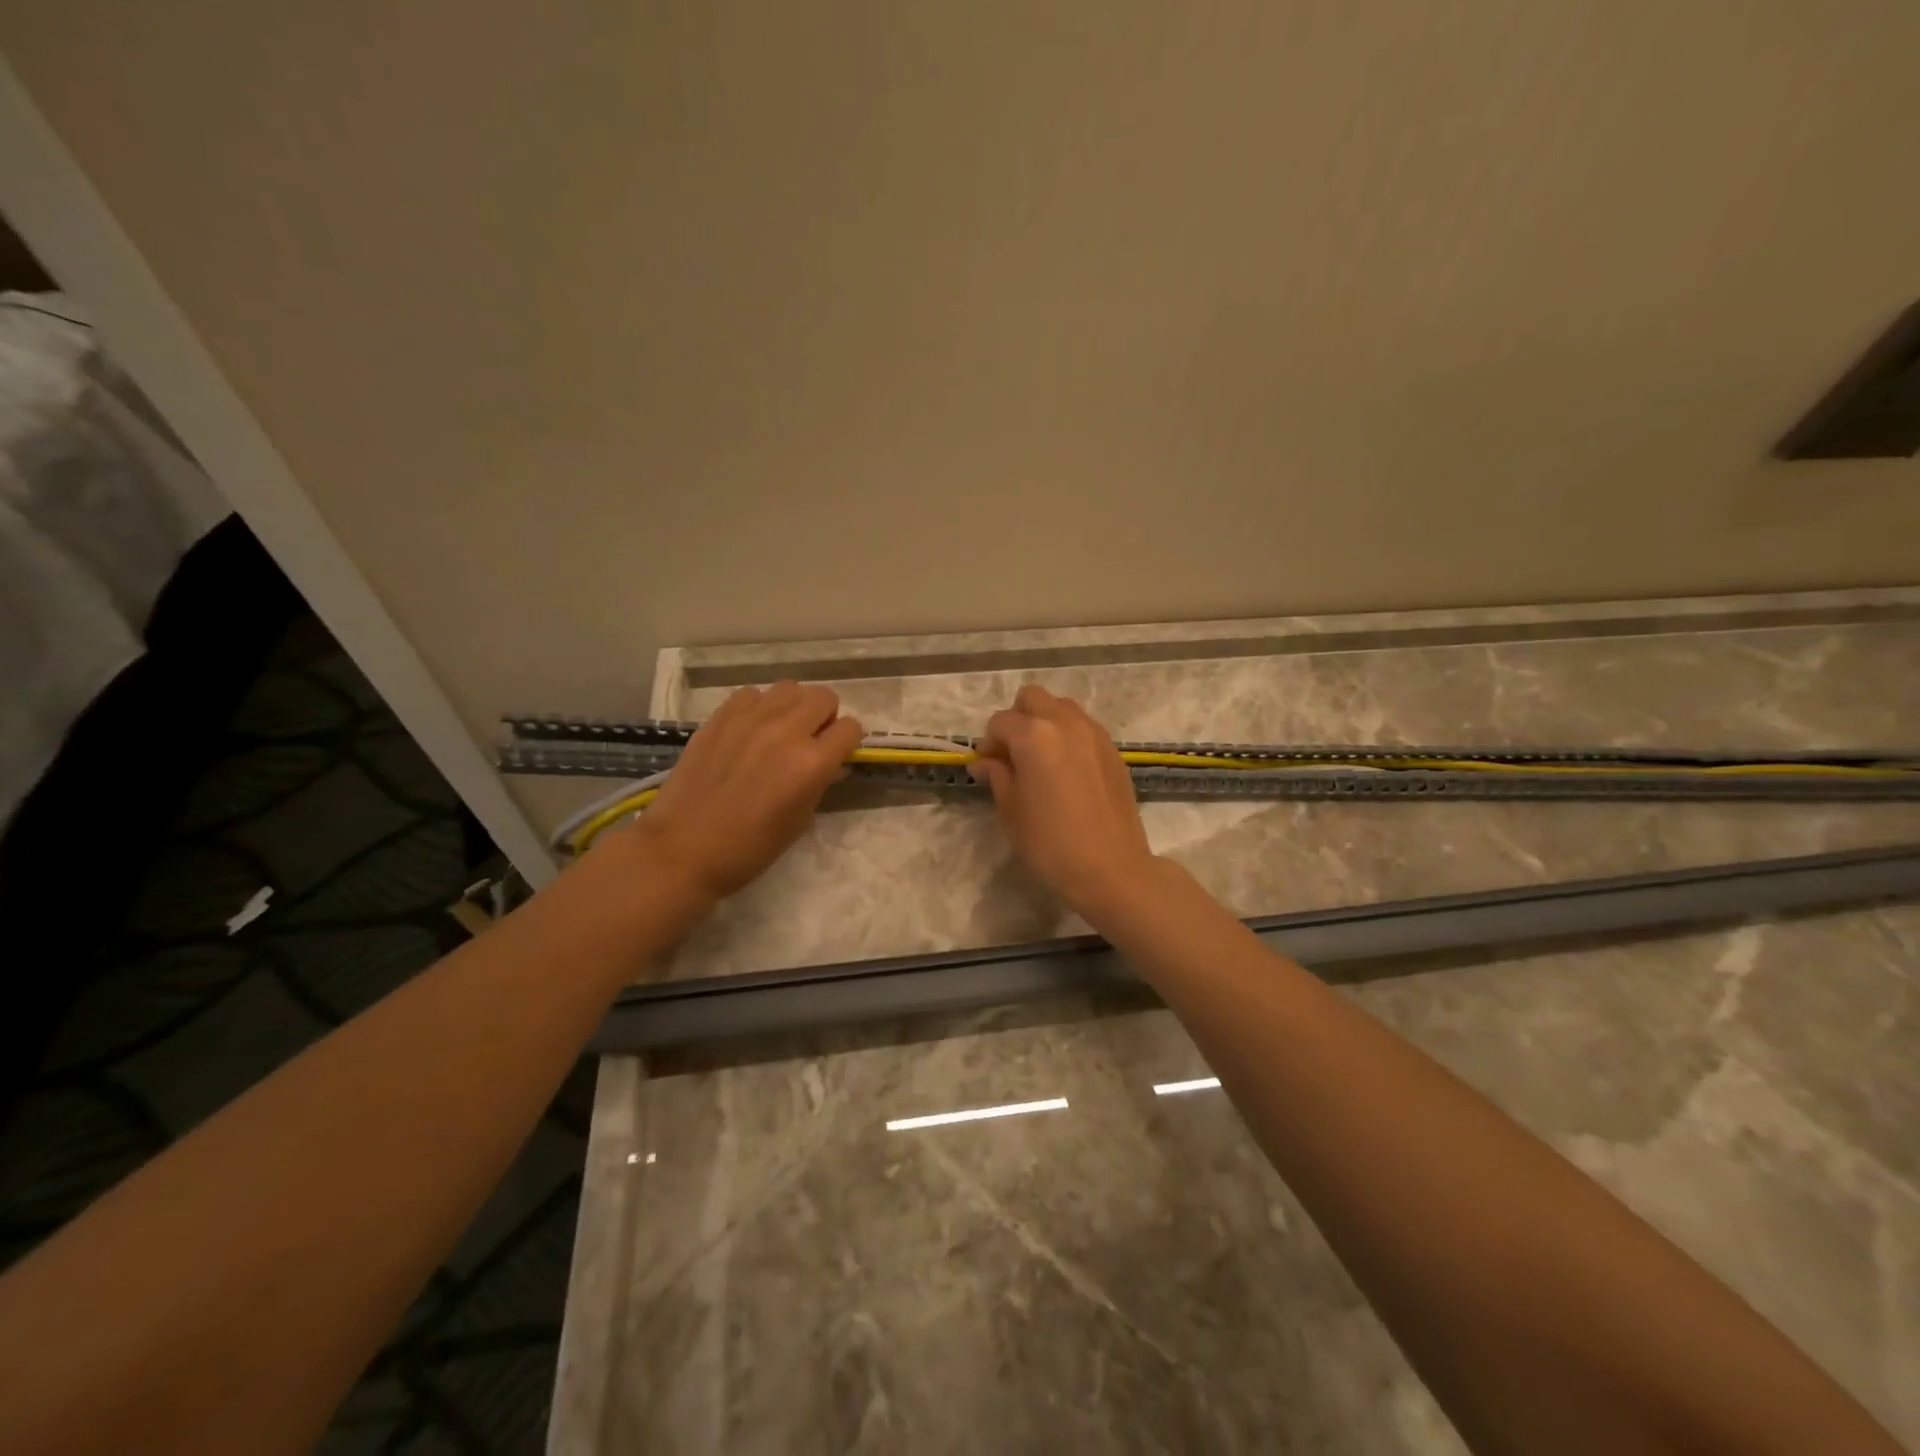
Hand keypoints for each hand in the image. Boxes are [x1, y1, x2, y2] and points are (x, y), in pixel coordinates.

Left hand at [617, 682, 862, 901]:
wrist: (683, 848)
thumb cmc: (749, 848)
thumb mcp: (799, 821)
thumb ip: (820, 783)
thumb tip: (830, 764)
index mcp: (811, 763)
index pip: (850, 728)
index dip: (847, 742)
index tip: (837, 754)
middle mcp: (785, 730)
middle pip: (824, 697)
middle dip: (825, 717)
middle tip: (811, 740)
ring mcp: (750, 718)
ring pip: (789, 688)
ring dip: (793, 707)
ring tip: (780, 731)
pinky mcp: (721, 716)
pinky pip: (752, 694)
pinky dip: (759, 707)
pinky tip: (749, 731)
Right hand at [971, 685, 1160, 919]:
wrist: (1111, 869)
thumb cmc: (1051, 844)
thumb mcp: (1011, 811)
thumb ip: (997, 776)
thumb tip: (985, 762)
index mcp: (1034, 736)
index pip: (1000, 722)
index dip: (988, 743)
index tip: (986, 767)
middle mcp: (1065, 723)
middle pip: (1033, 698)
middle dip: (1017, 719)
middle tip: (1012, 754)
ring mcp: (1094, 734)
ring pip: (1061, 707)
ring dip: (1045, 722)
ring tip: (1040, 759)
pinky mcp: (1112, 750)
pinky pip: (1084, 727)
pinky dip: (1068, 736)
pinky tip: (1065, 770)